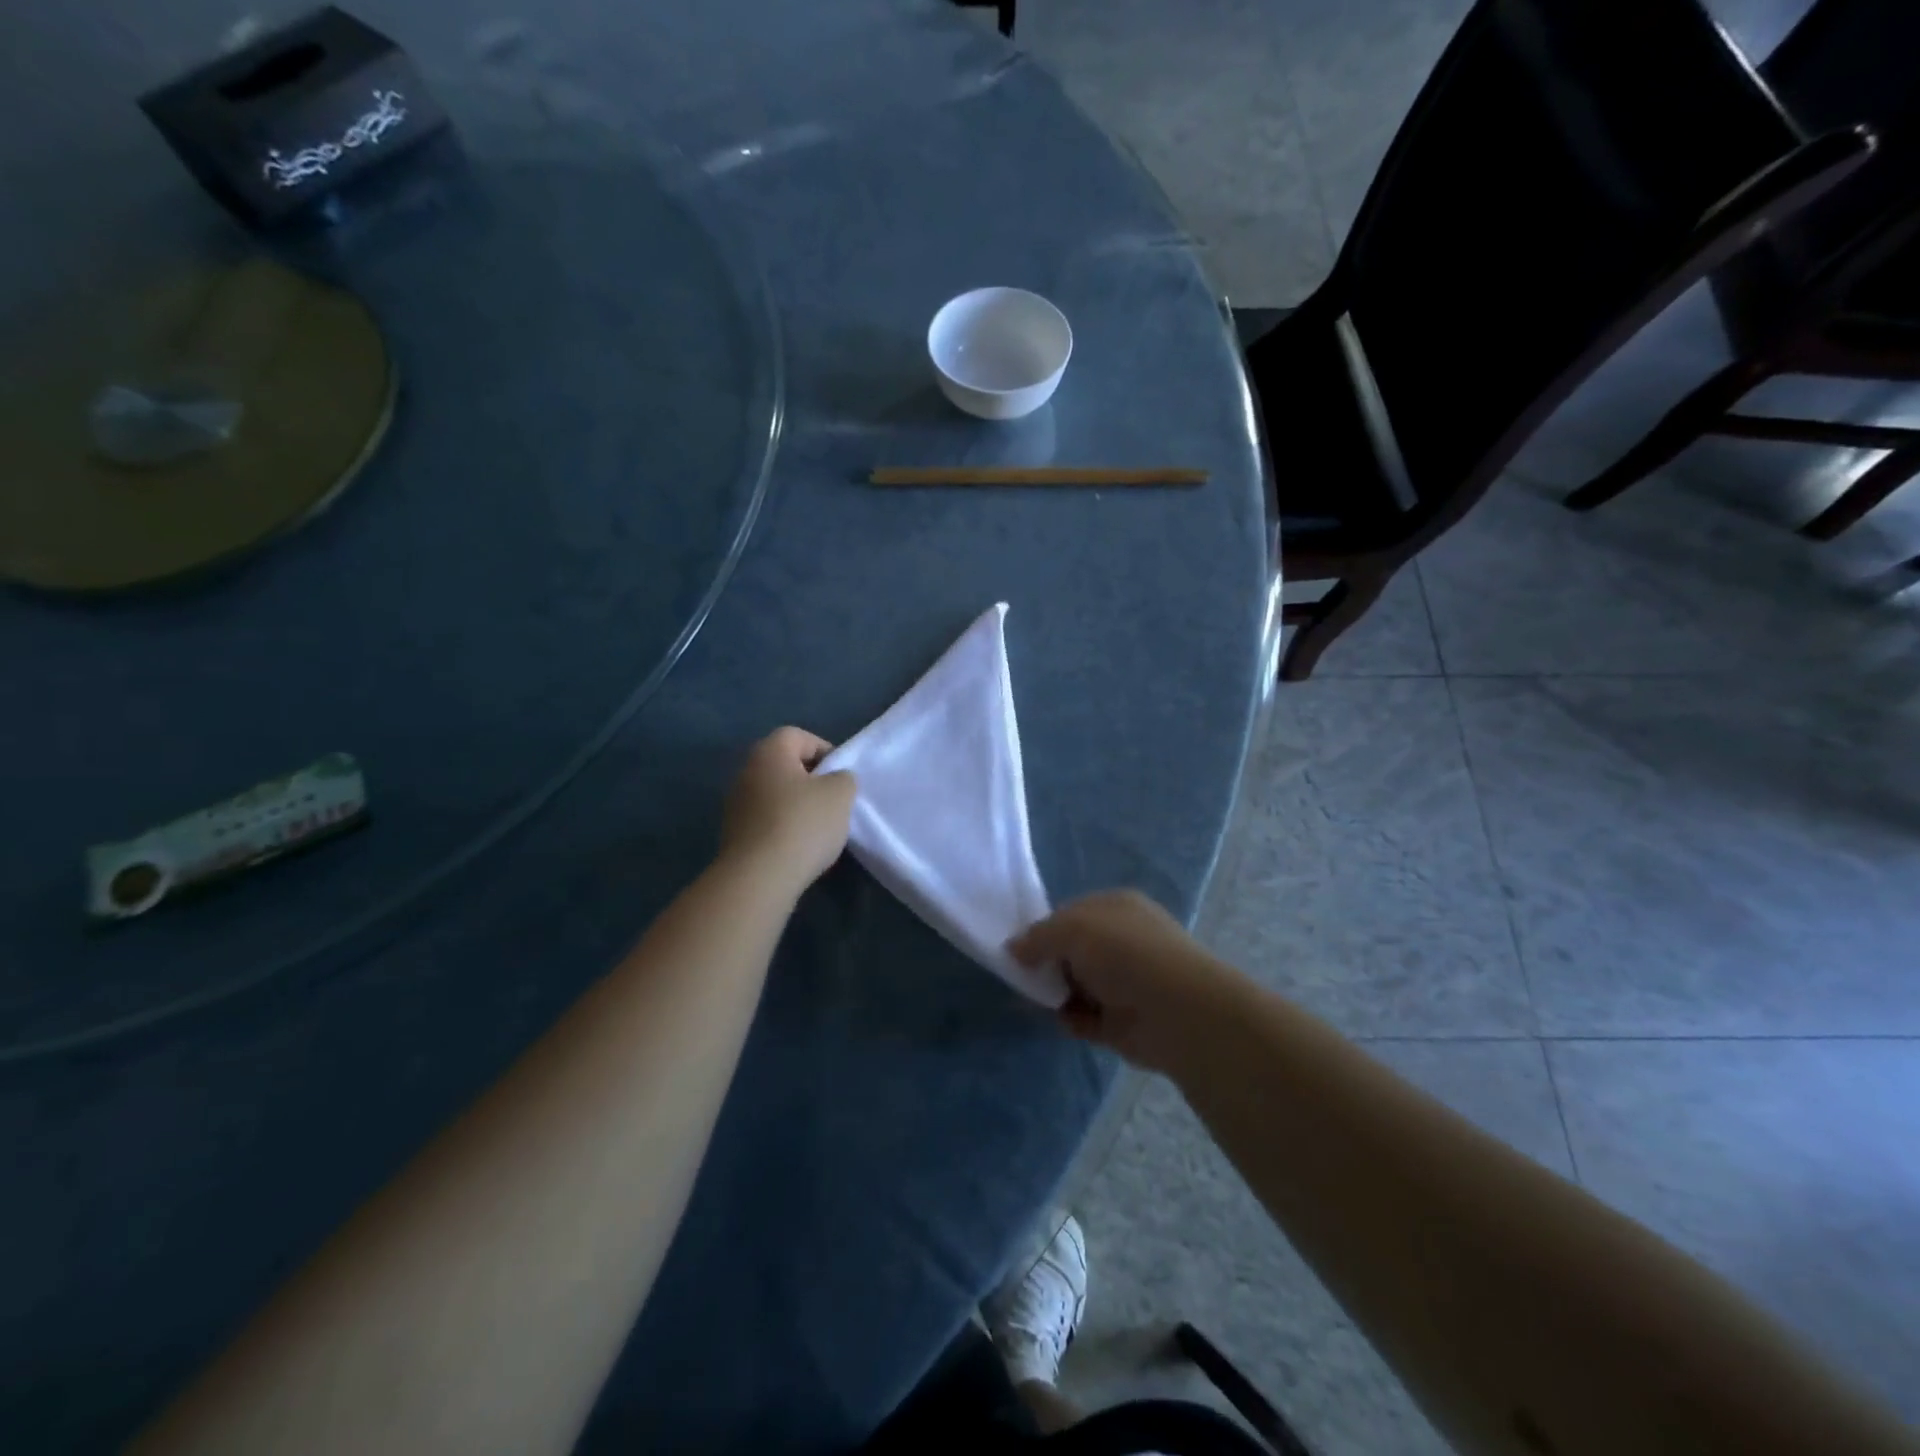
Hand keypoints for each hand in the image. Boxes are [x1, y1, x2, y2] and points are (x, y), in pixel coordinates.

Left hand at [721, 728, 855, 892]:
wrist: (759, 878)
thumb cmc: (802, 824)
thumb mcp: (840, 794)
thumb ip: (843, 778)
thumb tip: (835, 780)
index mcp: (769, 753)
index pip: (797, 735)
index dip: (823, 749)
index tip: (841, 775)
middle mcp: (746, 772)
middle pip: (784, 765)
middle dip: (811, 780)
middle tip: (833, 801)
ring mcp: (735, 805)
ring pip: (775, 795)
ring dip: (797, 806)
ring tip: (819, 829)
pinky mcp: (734, 834)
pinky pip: (766, 821)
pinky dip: (784, 828)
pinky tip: (799, 848)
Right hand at [1009, 890, 1239, 1071]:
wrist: (1176, 1012)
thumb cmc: (1125, 954)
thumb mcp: (1073, 928)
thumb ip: (1038, 936)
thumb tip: (1012, 948)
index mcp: (1116, 907)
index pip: (1071, 913)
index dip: (1045, 928)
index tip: (1020, 947)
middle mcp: (1122, 941)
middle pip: (1072, 950)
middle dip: (1047, 963)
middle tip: (1023, 976)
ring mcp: (1124, 982)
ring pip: (1076, 984)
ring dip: (1056, 993)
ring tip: (1038, 1000)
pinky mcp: (1123, 1020)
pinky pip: (1086, 1016)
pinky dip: (1072, 1019)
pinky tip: (1064, 1019)